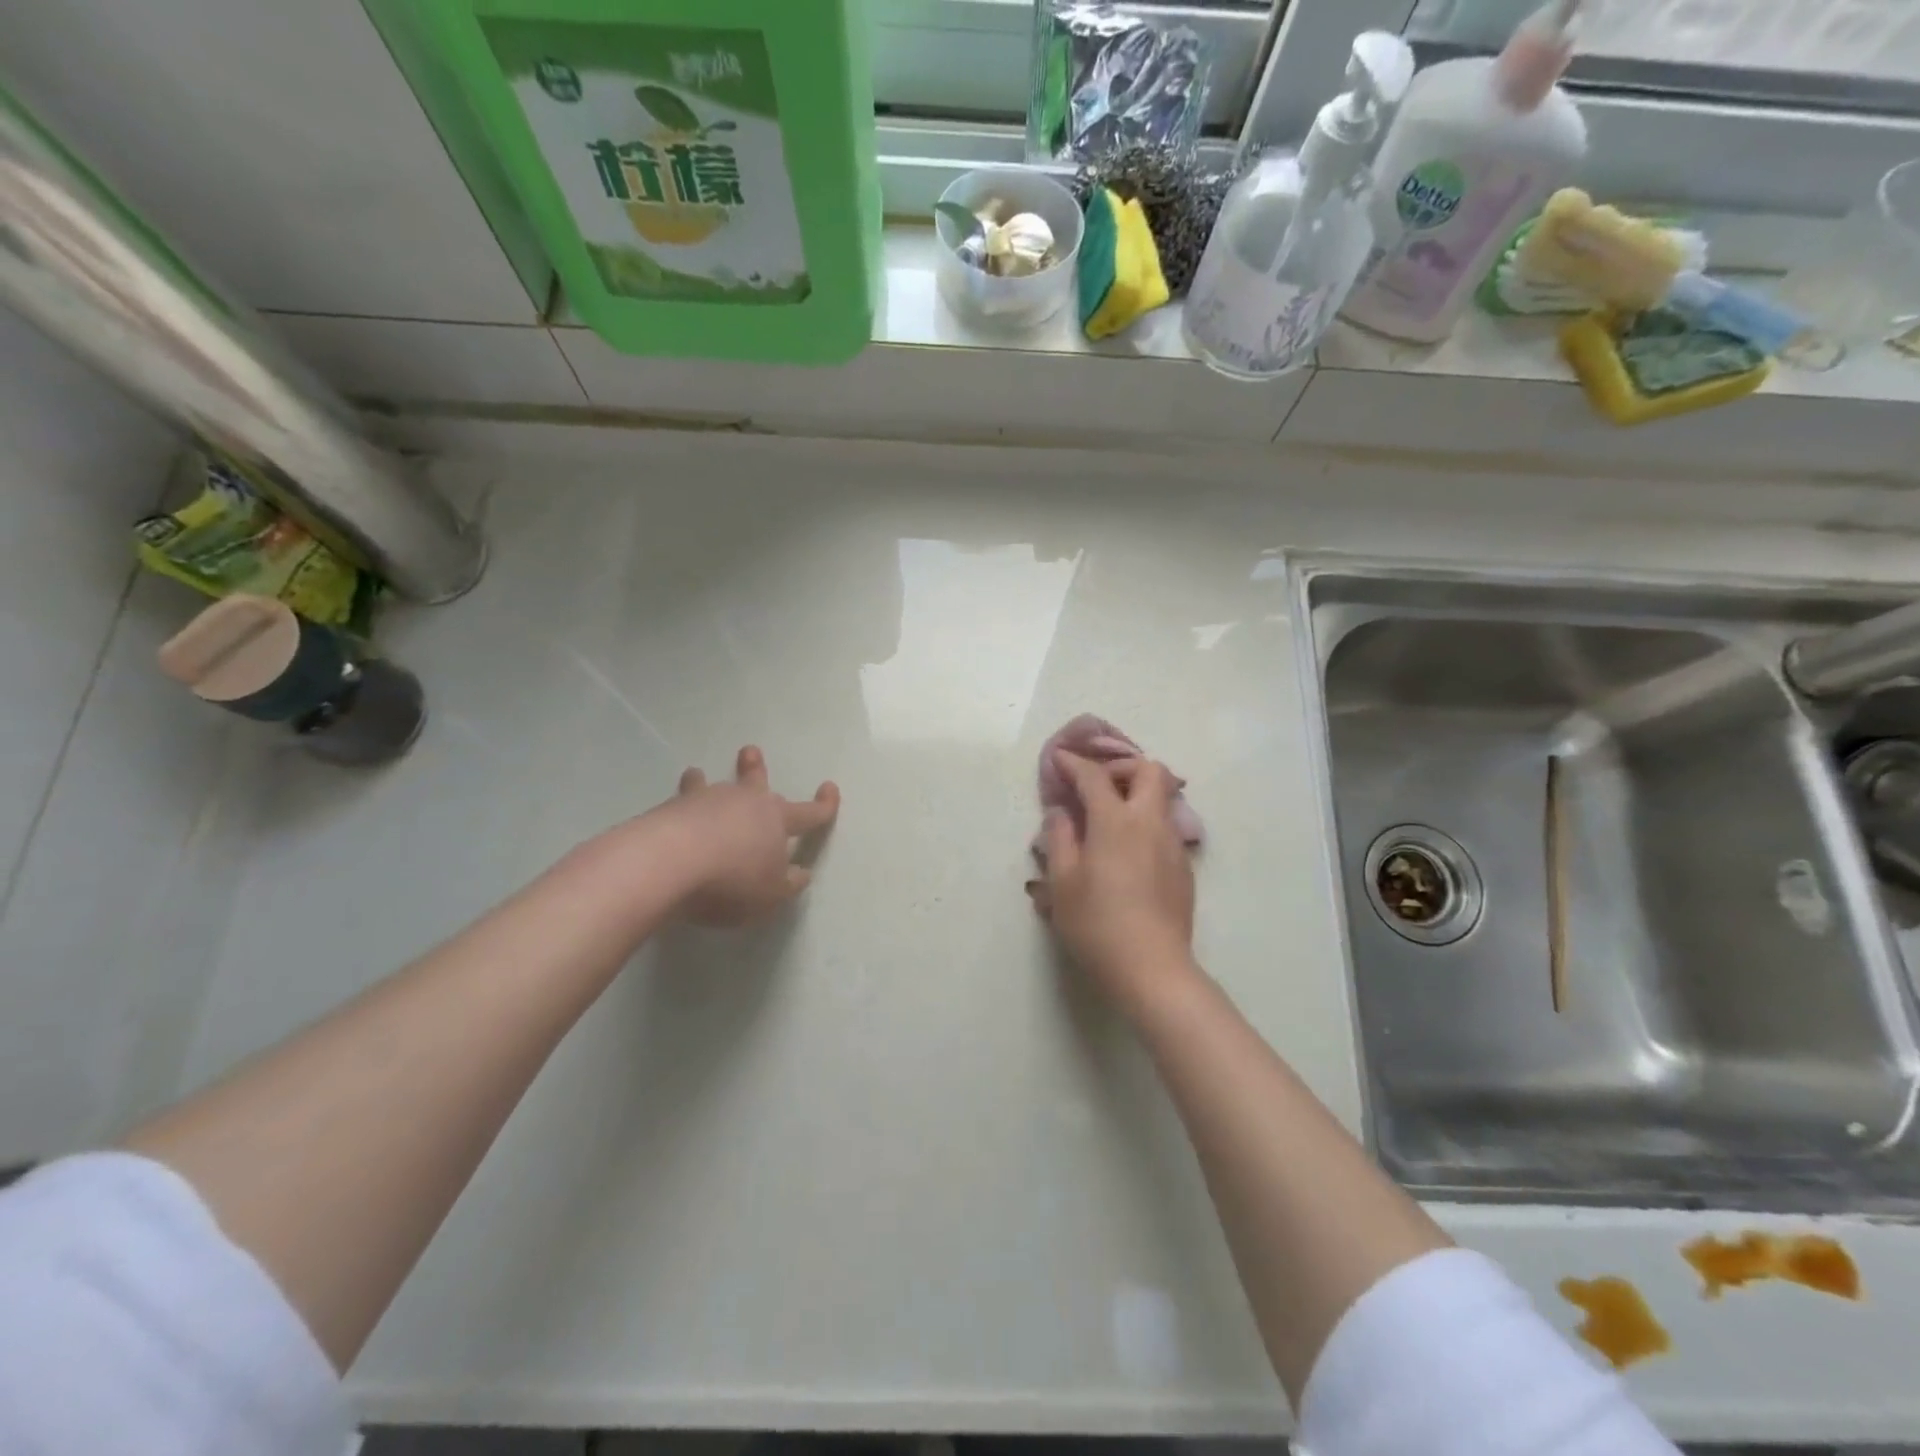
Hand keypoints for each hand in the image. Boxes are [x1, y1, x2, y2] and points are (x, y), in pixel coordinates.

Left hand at [665, 746, 839, 925]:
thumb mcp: (771, 895)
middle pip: (755, 782)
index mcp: (777, 821)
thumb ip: (788, 884)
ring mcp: (706, 801)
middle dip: (756, 769)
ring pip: (712, 787)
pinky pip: (680, 801)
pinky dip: (680, 802)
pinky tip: (672, 808)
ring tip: (697, 773)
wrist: (669, 862)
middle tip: (750, 751)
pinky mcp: (671, 809)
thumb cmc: (732, 880)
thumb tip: (801, 872)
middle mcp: (744, 802)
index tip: (830, 788)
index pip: (809, 813)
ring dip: (707, 780)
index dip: (823, 805)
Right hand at [1027, 751, 1197, 1015]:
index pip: (1094, 776)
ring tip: (1109, 818)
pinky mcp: (1184, 867)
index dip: (1073, 763)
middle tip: (1096, 787)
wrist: (1152, 969)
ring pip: (1163, 798)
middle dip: (1121, 767)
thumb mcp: (1062, 883)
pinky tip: (1126, 852)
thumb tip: (1062, 812)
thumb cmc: (1097, 924)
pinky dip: (1145, 822)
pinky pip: (1165, 827)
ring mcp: (1173, 844)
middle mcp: (1150, 823)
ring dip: (1136, 794)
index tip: (1059, 760)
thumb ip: (1059, 838)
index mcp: (1116, 822)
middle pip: (1149, 770)